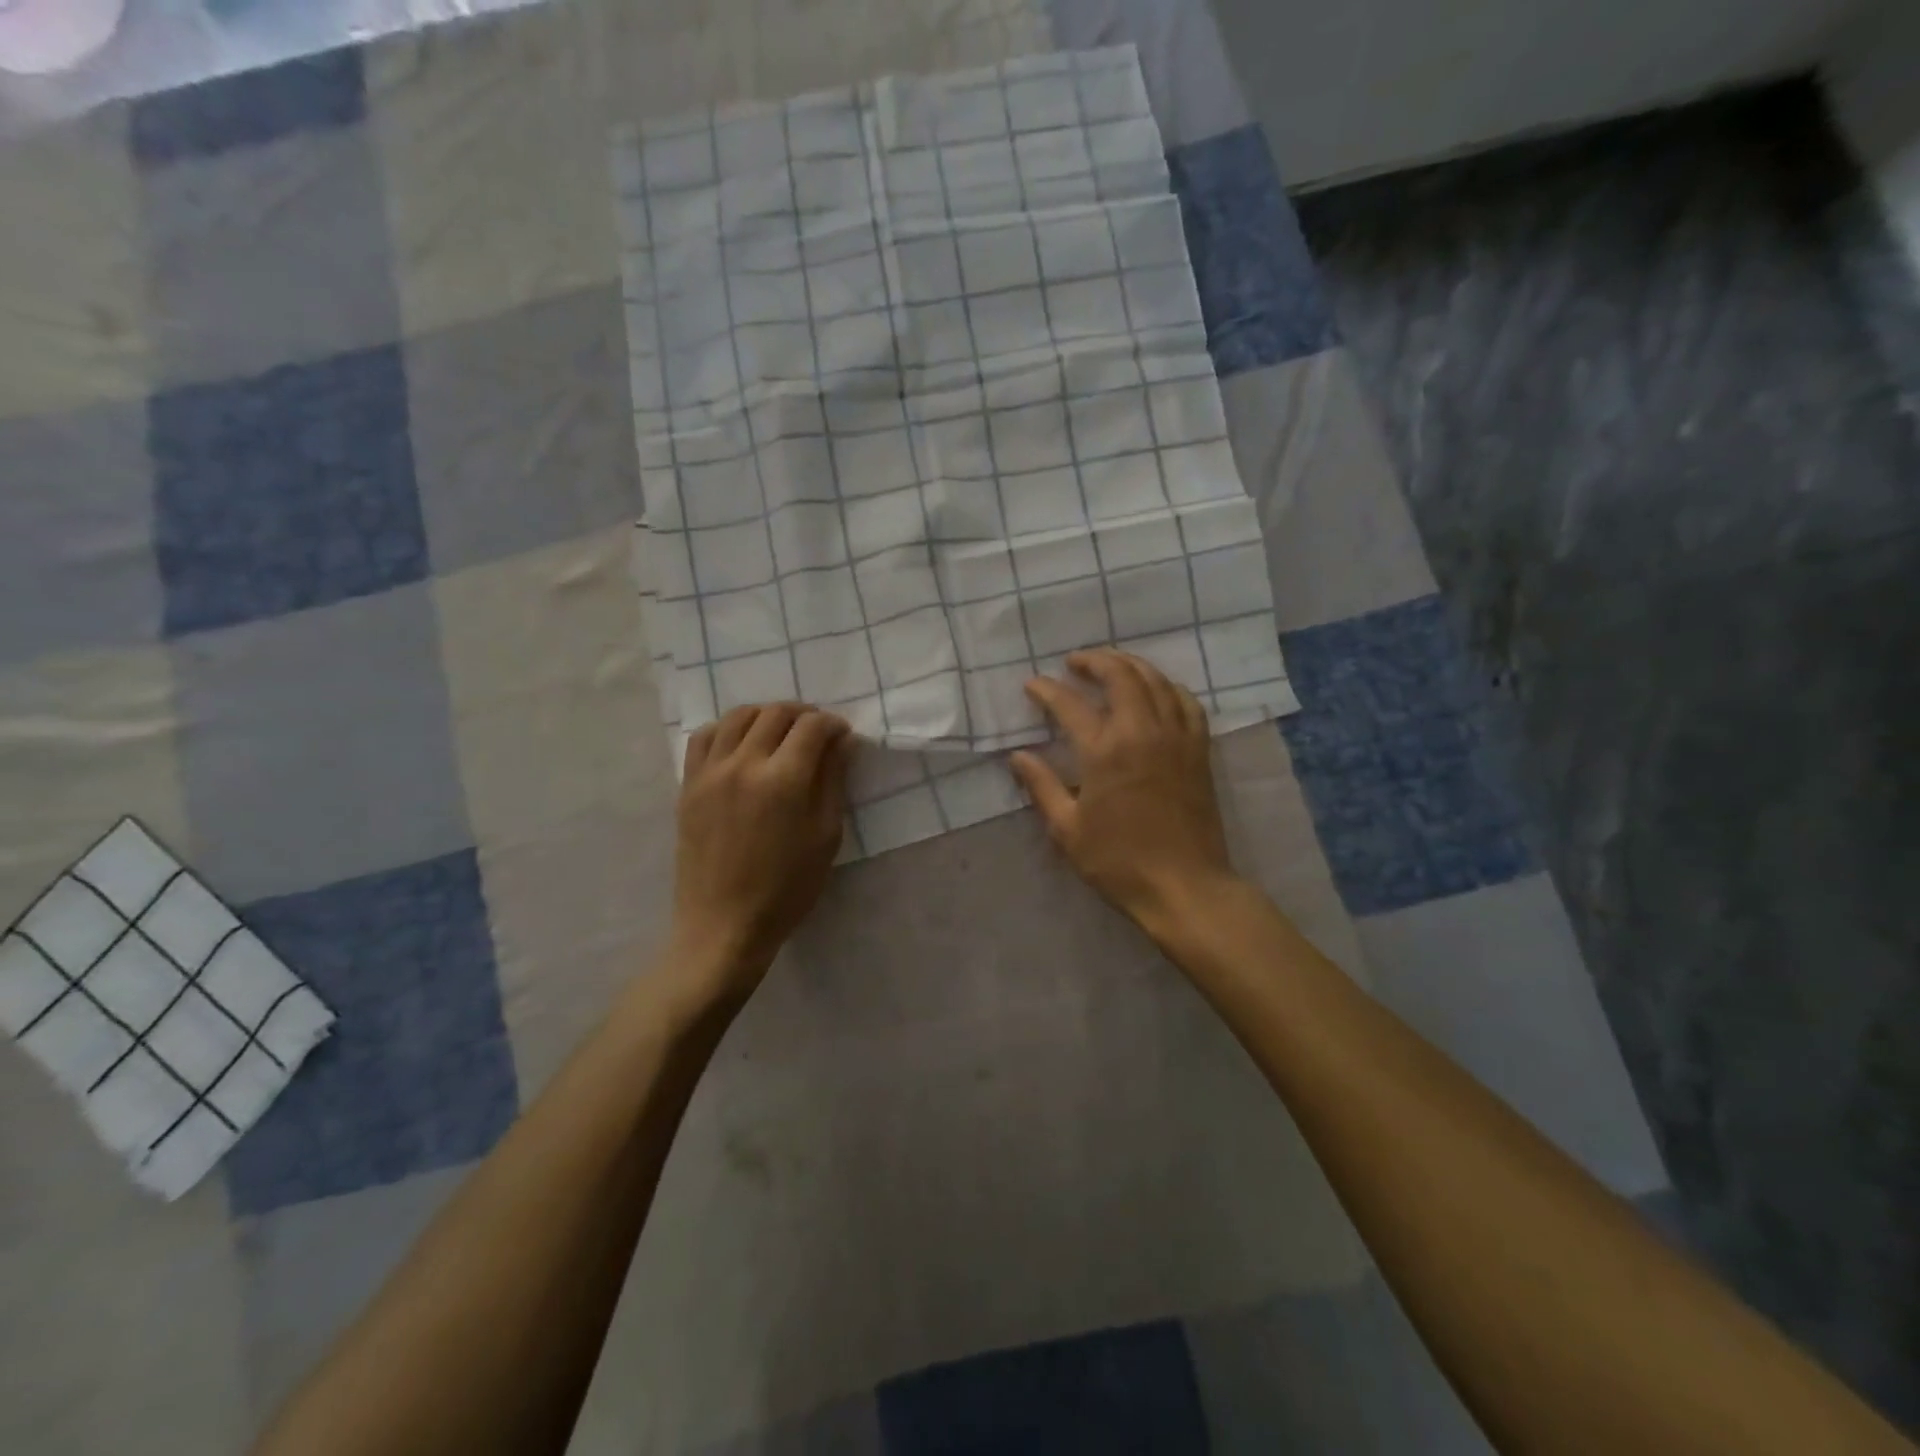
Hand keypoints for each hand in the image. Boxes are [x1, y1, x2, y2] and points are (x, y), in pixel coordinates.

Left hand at [671, 703, 850, 1000]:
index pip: (812, 727)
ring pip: (738, 716)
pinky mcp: (689, 785)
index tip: (842, 735)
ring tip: (780, 732)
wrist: (724, 924)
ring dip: (766, 715)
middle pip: (776, 713)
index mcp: (784, 780)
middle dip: (803, 714)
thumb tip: (841, 741)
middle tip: (816, 732)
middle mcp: (744, 764)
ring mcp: (710, 772)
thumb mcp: (826, 836)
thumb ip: (833, 781)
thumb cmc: (787, 888)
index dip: (833, 724)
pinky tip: (740, 743)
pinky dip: (727, 728)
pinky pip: (704, 736)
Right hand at [1009, 650, 1237, 934]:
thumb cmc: (1118, 861)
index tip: (1032, 685)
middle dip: (1094, 660)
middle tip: (1074, 662)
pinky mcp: (1198, 749)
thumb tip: (1018, 756)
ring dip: (1130, 665)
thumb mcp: (1067, 829)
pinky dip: (1168, 687)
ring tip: (1111, 665)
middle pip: (1120, 675)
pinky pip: (1187, 702)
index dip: (1047, 690)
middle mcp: (1142, 732)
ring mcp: (1176, 737)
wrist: (1184, 886)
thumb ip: (1042, 786)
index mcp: (1104, 752)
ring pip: (1156, 680)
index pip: (1069, 704)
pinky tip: (1157, 691)